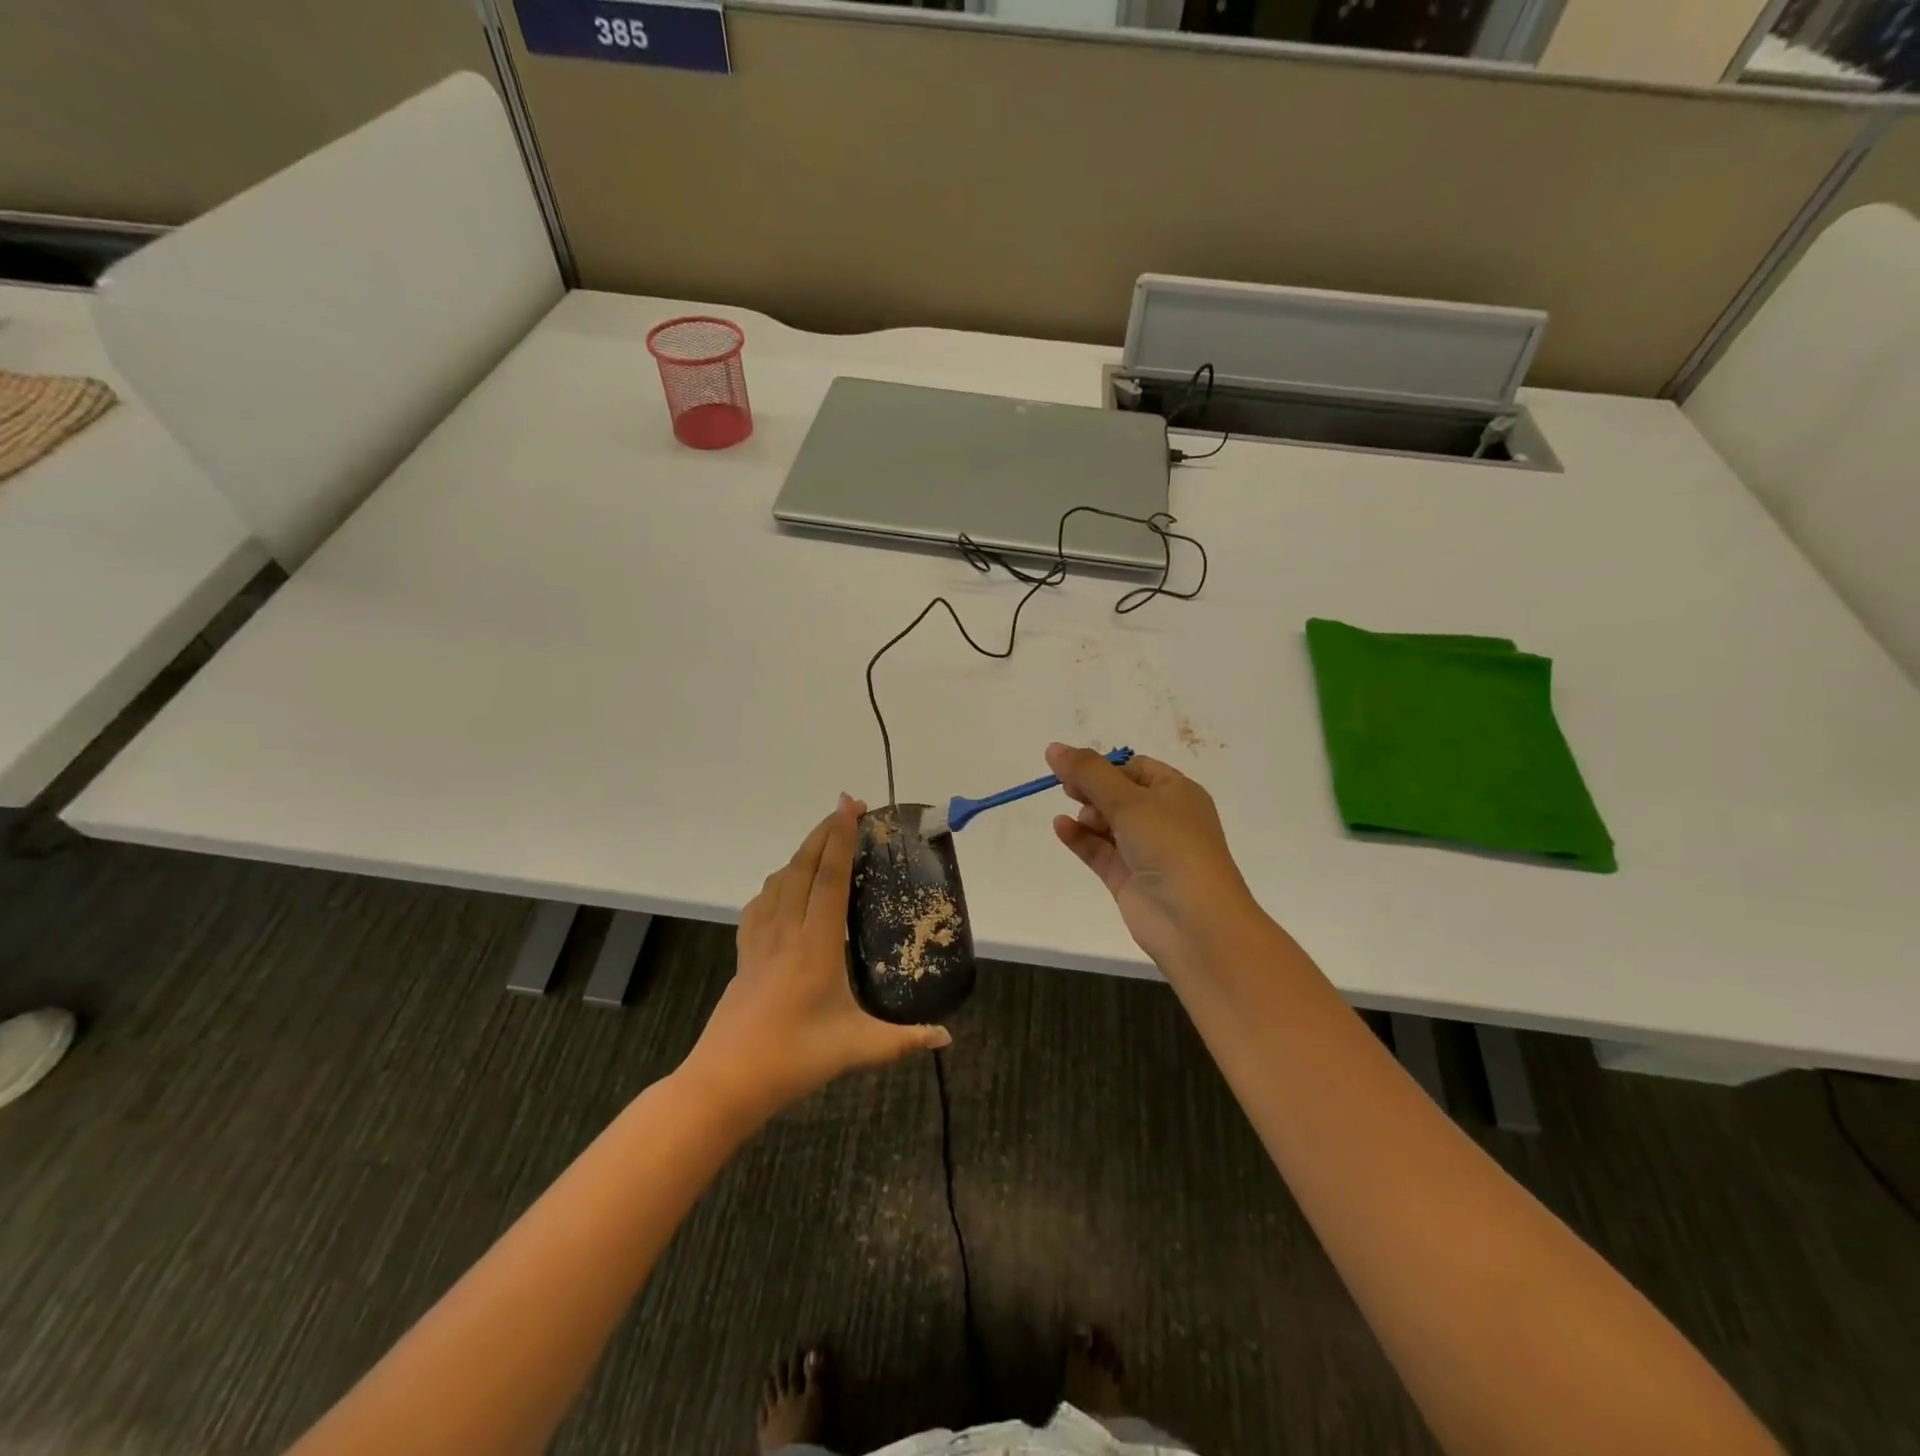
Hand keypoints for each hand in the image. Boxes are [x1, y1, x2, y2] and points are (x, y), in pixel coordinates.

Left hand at [684, 796, 950, 1123]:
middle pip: (802, 867)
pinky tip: (783, 888)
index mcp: (815, 944)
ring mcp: (760, 940)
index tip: (850, 806)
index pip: (829, 878)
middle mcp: (786, 930)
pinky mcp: (745, 953)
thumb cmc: (794, 1058)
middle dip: (824, 832)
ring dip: (801, 852)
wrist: (725, 1080)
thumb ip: (904, 1040)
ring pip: (779, 880)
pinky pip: (761, 903)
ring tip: (823, 841)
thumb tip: (946, 1037)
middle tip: (847, 808)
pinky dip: (777, 882)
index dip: (841, 838)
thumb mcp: (857, 1049)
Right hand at [1047, 743, 1259, 979]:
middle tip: (1067, 789)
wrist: (1194, 921)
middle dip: (1092, 790)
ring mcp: (1146, 851)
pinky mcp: (1129, 878)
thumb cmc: (1170, 846)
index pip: (1135, 768)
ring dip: (1087, 815)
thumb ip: (1088, 772)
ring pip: (1108, 823)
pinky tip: (1061, 827)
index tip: (1075, 769)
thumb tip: (1053, 747)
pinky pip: (1099, 850)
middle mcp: (1164, 819)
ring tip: (1079, 817)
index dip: (1105, 767)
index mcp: (1177, 793)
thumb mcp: (1129, 800)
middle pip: (1118, 794)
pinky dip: (1081, 838)